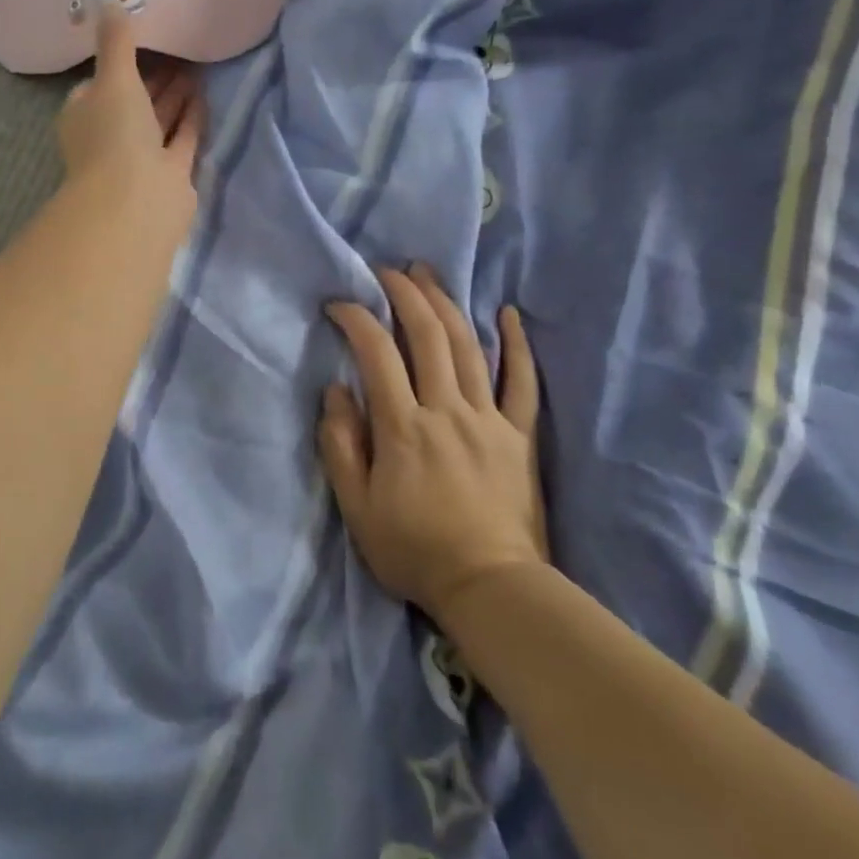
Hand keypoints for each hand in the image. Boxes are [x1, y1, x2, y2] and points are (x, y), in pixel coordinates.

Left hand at [56, 7, 203, 212]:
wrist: (136, 202)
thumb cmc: (114, 135)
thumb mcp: (112, 78)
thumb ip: (117, 43)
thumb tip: (112, 2)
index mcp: (85, 116)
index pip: (99, 85)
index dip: (120, 63)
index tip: (143, 40)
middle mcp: (110, 138)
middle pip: (134, 102)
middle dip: (154, 78)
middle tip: (180, 48)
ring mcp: (140, 159)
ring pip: (158, 120)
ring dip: (175, 96)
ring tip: (197, 65)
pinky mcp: (169, 175)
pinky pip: (180, 139)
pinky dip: (190, 118)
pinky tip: (205, 95)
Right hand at [318, 264, 546, 620]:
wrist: (490, 588)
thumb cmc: (414, 550)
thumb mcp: (356, 508)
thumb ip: (341, 445)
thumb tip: (336, 391)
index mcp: (403, 427)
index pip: (377, 353)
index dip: (356, 318)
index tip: (338, 303)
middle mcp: (446, 409)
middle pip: (427, 335)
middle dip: (404, 293)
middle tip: (386, 270)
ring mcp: (488, 418)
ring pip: (468, 346)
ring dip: (446, 303)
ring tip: (428, 274)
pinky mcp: (519, 435)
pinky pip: (523, 382)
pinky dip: (516, 345)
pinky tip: (508, 314)